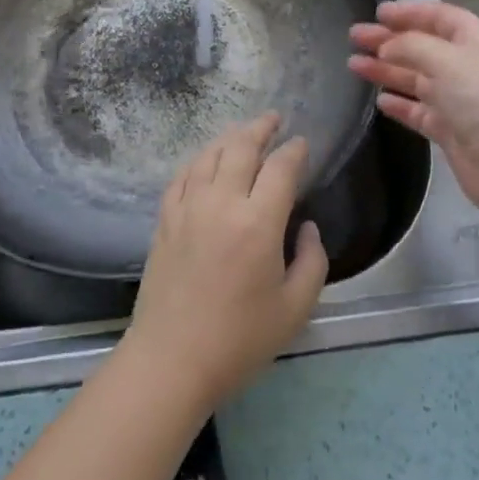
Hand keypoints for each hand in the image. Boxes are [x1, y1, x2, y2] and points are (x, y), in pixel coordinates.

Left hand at [121, 114, 328, 414]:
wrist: (171, 360)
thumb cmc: (240, 339)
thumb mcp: (295, 308)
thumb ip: (313, 261)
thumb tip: (309, 227)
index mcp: (258, 222)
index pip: (281, 168)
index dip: (295, 150)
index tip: (303, 143)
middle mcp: (221, 203)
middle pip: (241, 148)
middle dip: (261, 128)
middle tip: (274, 119)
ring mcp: (187, 208)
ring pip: (209, 155)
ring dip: (230, 137)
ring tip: (244, 132)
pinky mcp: (165, 220)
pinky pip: (182, 175)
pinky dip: (199, 159)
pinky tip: (206, 159)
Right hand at [349, 0, 478, 225]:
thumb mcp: (447, 60)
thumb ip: (412, 45)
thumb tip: (387, 46)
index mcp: (475, 41)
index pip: (440, 17)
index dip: (409, 12)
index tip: (377, 12)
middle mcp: (467, 67)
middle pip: (423, 47)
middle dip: (389, 40)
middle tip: (354, 36)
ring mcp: (458, 100)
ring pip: (416, 79)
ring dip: (387, 70)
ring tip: (353, 64)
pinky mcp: (450, 130)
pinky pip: (419, 111)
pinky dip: (400, 104)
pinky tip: (380, 100)